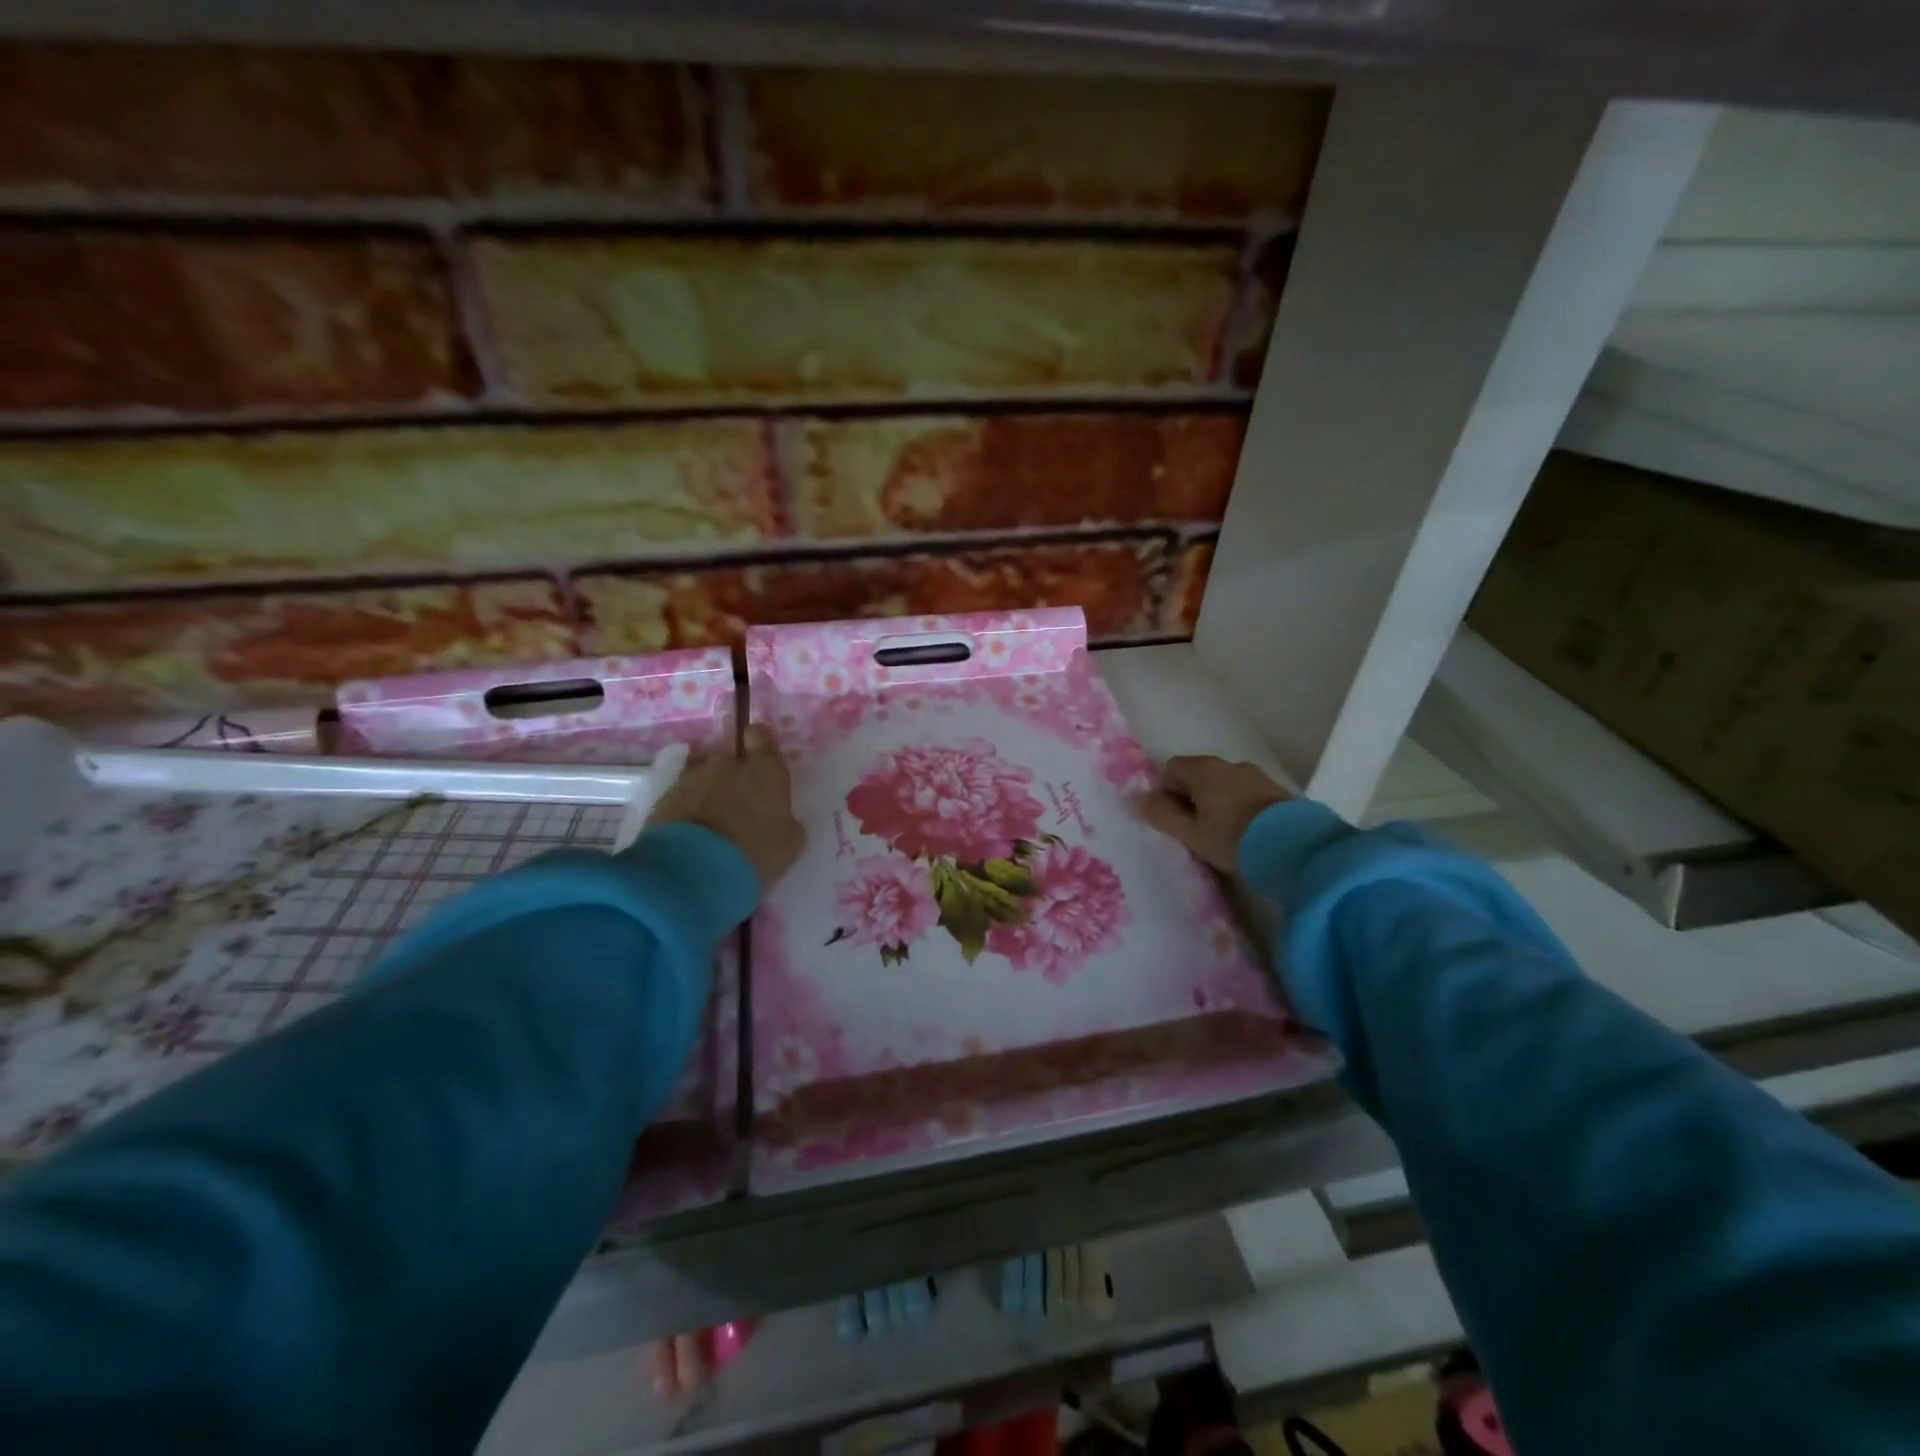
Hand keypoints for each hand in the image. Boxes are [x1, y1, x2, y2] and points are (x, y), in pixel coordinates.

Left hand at [648, 724, 805, 888]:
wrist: (691, 875)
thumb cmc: (753, 854)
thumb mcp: (789, 844)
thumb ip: (787, 820)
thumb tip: (780, 816)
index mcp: (764, 770)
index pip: (761, 735)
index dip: (759, 744)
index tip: (760, 762)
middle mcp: (727, 764)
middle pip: (731, 759)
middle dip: (734, 776)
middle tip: (738, 808)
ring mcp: (692, 778)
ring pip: (705, 777)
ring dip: (710, 793)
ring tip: (712, 828)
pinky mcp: (663, 798)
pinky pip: (683, 796)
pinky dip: (689, 809)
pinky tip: (693, 837)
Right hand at [1141, 755, 1290, 871]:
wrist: (1295, 846)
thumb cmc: (1232, 838)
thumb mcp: (1191, 834)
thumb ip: (1162, 815)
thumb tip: (1140, 798)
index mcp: (1203, 770)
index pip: (1171, 768)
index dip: (1166, 792)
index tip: (1174, 819)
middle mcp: (1229, 764)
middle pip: (1199, 774)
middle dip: (1192, 797)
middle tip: (1196, 829)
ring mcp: (1257, 775)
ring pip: (1224, 784)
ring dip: (1217, 802)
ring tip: (1223, 834)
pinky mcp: (1278, 790)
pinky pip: (1247, 793)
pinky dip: (1240, 807)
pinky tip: (1246, 832)